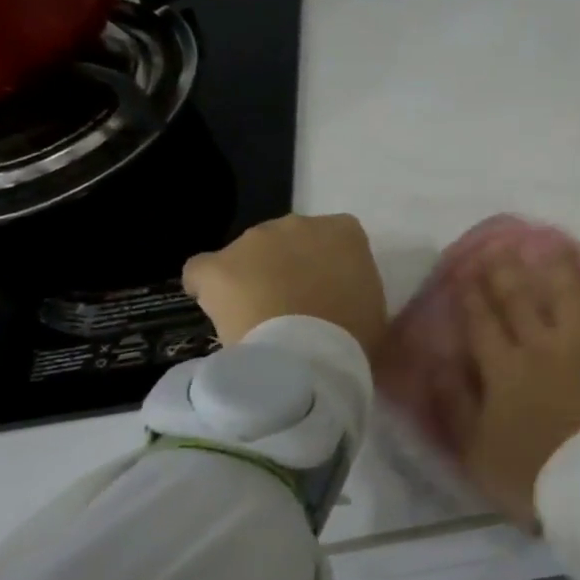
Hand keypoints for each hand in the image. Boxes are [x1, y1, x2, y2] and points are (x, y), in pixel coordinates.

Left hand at [183, 214, 385, 354]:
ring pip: (248, 255)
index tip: (331, 294)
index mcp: (344, 233)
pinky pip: (204, 272)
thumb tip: (345, 302)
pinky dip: (209, 288)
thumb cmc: (354, 335)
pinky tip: (219, 312)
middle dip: (288, 268)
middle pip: (289, 242)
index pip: (337, 239)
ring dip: (252, 278)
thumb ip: (359, 291)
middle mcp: (299, 224)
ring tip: (257, 319)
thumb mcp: (374, 310)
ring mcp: (254, 240)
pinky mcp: (217, 265)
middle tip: (295, 308)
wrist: (308, 356)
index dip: (330, 267)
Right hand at [458, 248, 579, 529]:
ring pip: (571, 293)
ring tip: (553, 243)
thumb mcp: (476, 452)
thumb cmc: (533, 475)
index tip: (464, 274)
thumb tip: (437, 364)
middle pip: (521, 299)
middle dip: (506, 271)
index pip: (482, 323)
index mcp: (505, 369)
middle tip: (501, 247)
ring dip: (559, 266)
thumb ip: (454, 405)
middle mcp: (543, 345)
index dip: (471, 297)